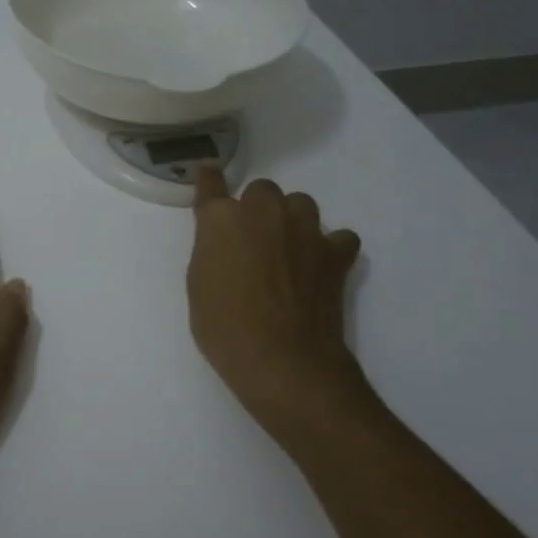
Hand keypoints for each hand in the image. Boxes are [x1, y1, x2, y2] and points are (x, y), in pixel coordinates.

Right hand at [187, 166, 364, 451]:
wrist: (282, 361)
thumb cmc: (224, 328)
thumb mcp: (199, 286)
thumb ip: (211, 250)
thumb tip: (224, 241)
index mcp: (221, 219)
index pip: (211, 184)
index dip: (209, 180)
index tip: (209, 176)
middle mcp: (263, 212)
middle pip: (263, 189)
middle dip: (257, 208)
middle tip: (252, 239)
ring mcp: (304, 229)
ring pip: (301, 203)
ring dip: (292, 220)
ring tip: (288, 248)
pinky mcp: (334, 253)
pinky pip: (338, 236)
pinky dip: (330, 247)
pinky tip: (320, 265)